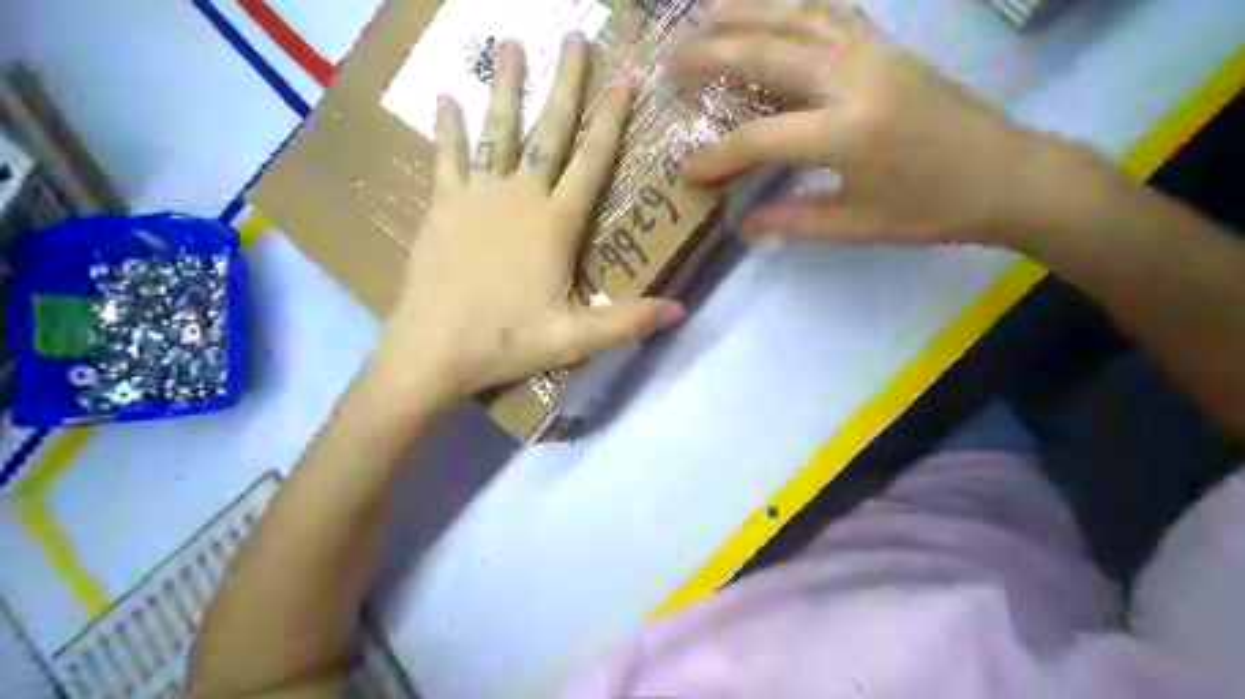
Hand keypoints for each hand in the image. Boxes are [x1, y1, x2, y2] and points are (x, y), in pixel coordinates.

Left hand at [376, 32, 684, 404]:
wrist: (433, 348)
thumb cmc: (507, 341)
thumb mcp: (575, 339)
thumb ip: (627, 322)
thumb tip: (681, 310)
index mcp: (555, 224)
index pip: (592, 161)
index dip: (612, 120)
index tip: (625, 78)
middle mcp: (519, 197)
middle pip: (549, 133)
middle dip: (567, 85)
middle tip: (576, 39)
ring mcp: (477, 197)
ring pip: (497, 132)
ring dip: (506, 87)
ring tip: (511, 44)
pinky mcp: (443, 206)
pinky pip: (447, 158)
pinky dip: (448, 128)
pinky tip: (446, 97)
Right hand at [673, 0, 1069, 248]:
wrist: (1006, 174)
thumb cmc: (930, 209)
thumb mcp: (857, 225)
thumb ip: (794, 220)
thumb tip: (743, 225)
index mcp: (847, 132)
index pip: (761, 138)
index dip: (718, 156)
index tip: (686, 170)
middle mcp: (855, 78)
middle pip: (769, 55)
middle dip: (714, 54)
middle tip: (672, 55)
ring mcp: (873, 52)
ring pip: (798, 17)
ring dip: (748, 10)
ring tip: (705, 9)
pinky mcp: (887, 45)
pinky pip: (831, 13)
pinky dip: (793, 6)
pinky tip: (771, 8)